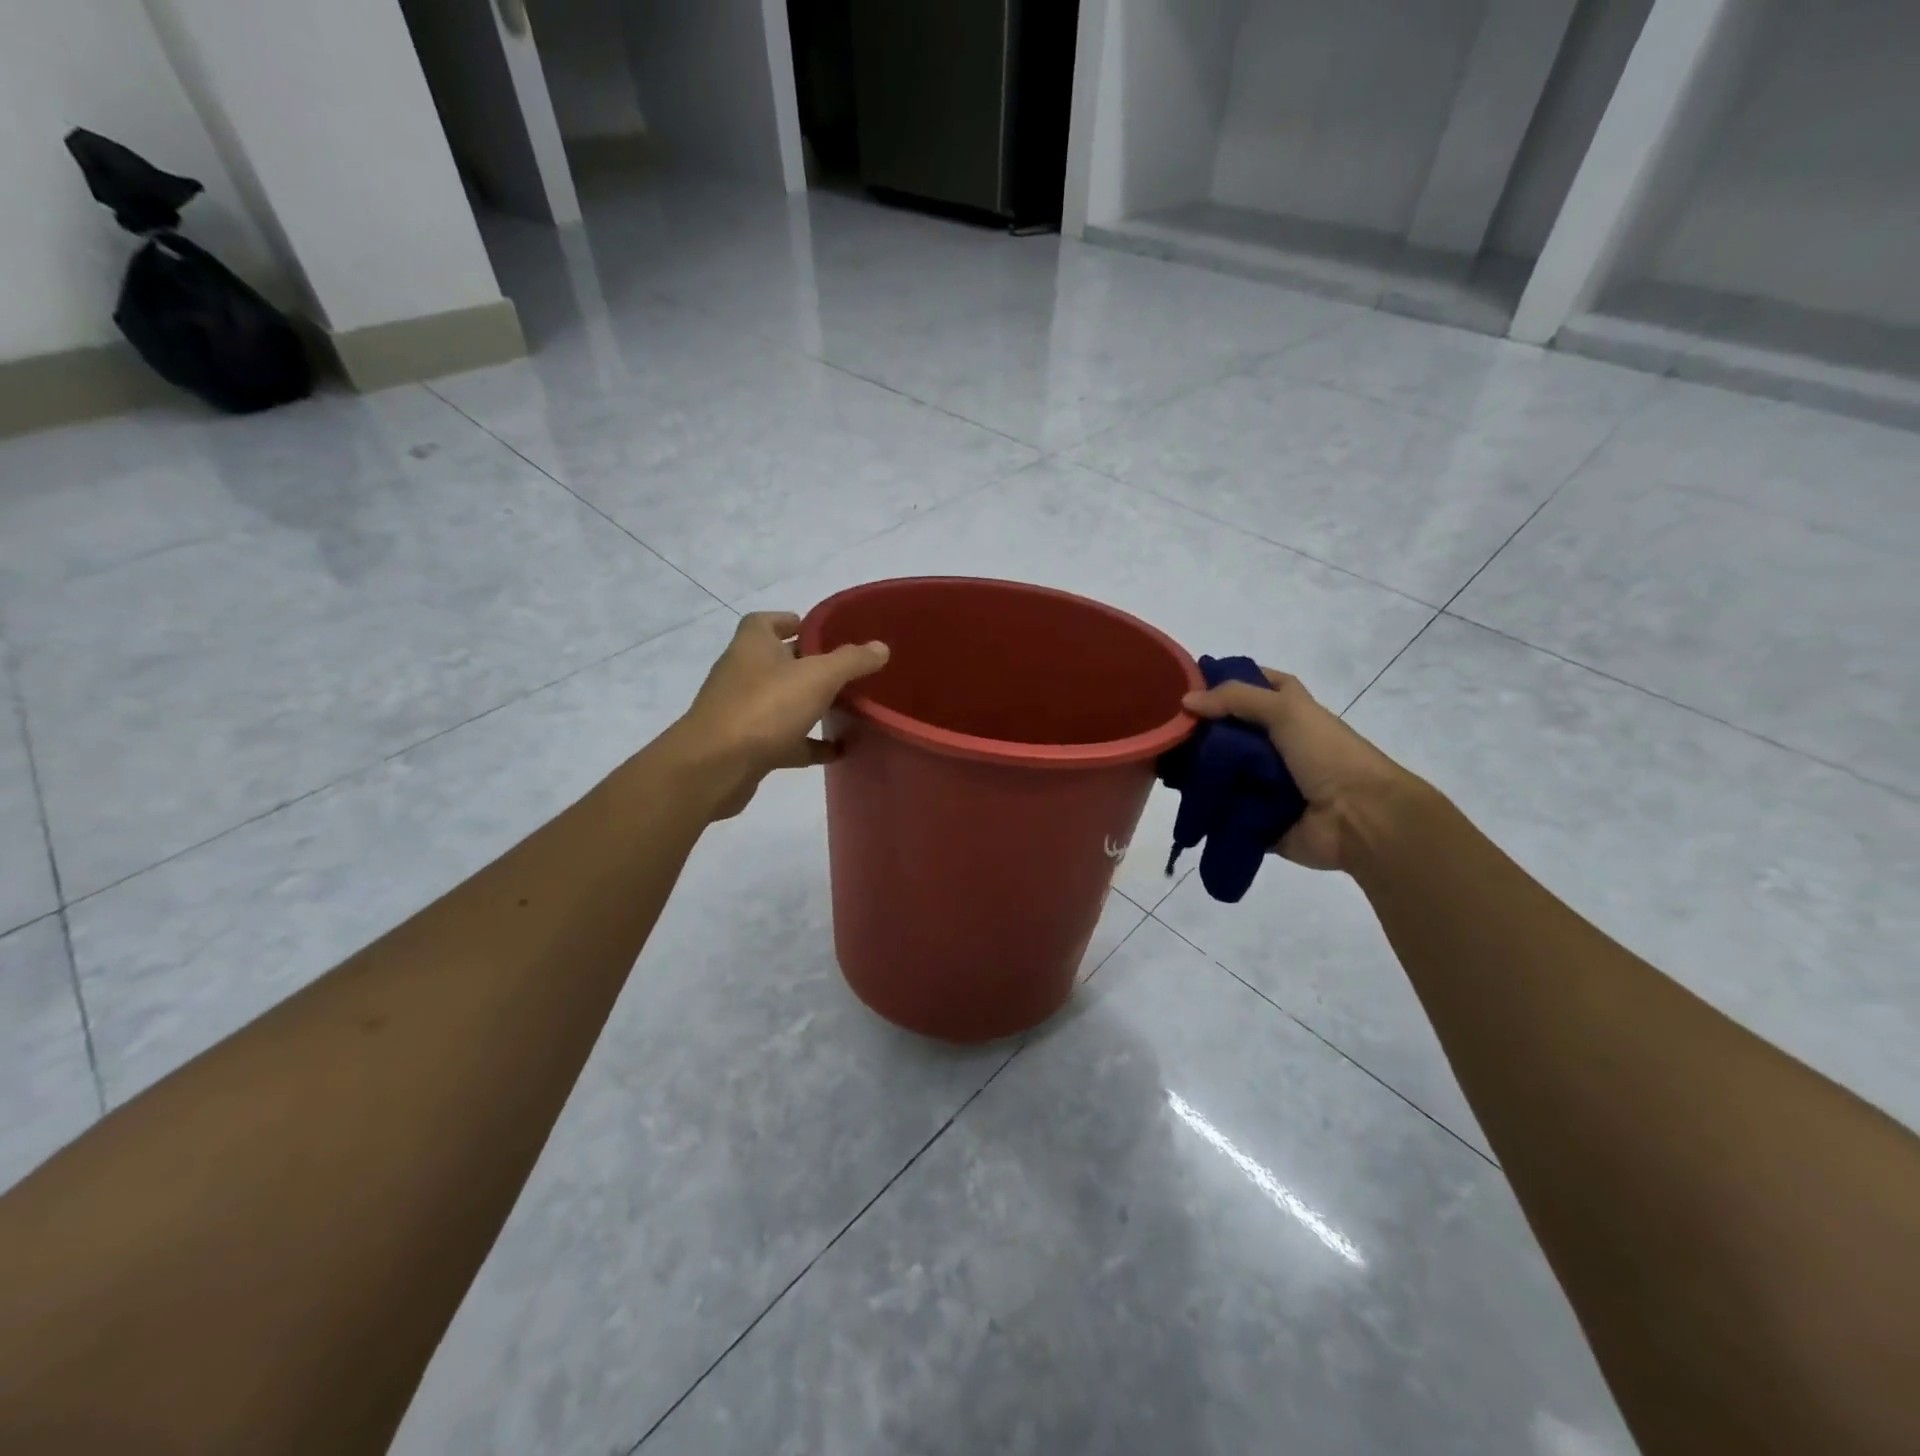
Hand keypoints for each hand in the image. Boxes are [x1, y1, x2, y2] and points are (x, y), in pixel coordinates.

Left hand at [669, 612, 889, 819]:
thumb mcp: (818, 677)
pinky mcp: (746, 746)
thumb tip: (881, 647)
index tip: (822, 632)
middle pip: (777, 661)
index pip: (766, 621)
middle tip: (846, 670)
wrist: (715, 767)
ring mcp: (742, 711)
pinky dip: (808, 743)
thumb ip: (851, 660)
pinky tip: (837, 751)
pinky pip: (784, 739)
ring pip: (781, 701)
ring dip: (809, 704)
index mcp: (753, 645)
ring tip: (847, 709)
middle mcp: (743, 673)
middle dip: (809, 664)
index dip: (792, 622)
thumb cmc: (765, 708)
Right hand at [1181, 669, 1417, 872]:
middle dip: (1198, 731)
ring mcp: (1266, 783)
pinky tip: (1177, 800)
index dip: (1225, 682)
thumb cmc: (1328, 755)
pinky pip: (1222, 810)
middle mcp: (1276, 745)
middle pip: (1229, 731)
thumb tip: (1185, 701)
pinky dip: (1205, 807)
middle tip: (1161, 731)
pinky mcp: (1258, 818)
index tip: (1185, 686)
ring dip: (1196, 771)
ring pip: (1221, 771)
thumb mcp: (1287, 710)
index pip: (1254, 686)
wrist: (1360, 819)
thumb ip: (1236, 699)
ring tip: (1160, 766)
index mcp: (1290, 713)